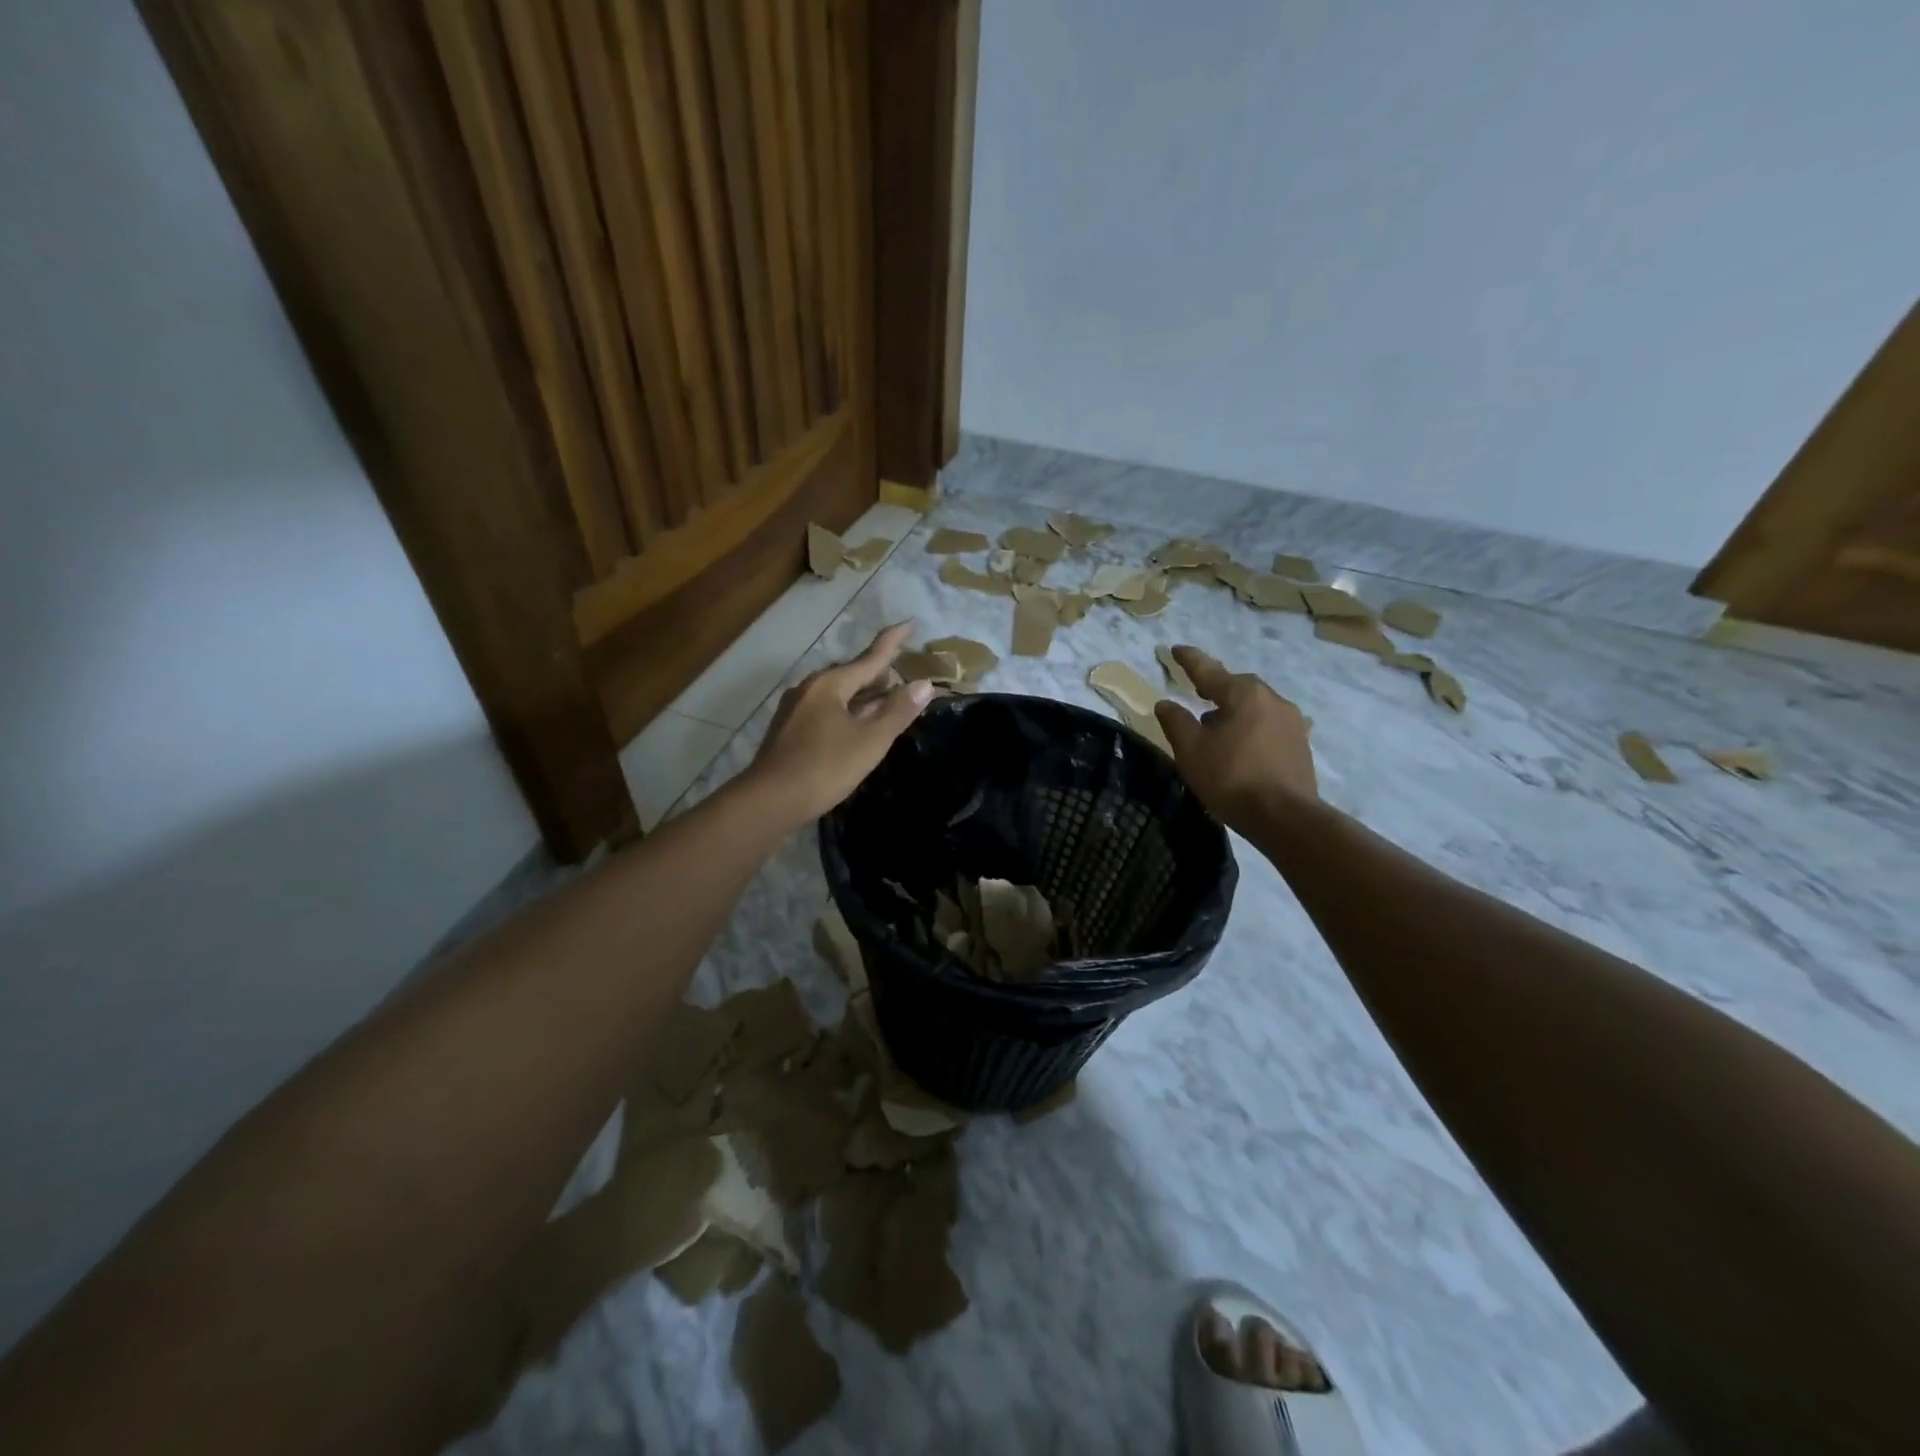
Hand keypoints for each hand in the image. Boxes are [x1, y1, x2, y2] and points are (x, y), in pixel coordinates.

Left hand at [748, 623, 934, 825]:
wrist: (770, 800)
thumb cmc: (824, 767)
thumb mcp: (870, 741)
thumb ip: (897, 711)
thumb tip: (924, 684)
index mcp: (830, 684)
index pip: (870, 657)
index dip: (892, 642)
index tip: (909, 623)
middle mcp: (810, 689)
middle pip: (852, 674)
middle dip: (879, 674)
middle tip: (904, 678)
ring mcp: (796, 709)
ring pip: (838, 694)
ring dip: (863, 695)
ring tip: (886, 701)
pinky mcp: (789, 730)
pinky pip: (827, 709)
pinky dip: (848, 711)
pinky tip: (857, 725)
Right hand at [1154, 646, 1317, 830]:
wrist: (1285, 817)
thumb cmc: (1231, 778)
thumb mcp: (1191, 750)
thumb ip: (1176, 722)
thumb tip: (1165, 703)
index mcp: (1243, 694)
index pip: (1209, 670)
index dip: (1189, 660)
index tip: (1176, 649)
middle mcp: (1272, 699)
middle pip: (1237, 686)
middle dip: (1216, 687)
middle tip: (1197, 692)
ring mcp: (1291, 722)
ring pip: (1255, 706)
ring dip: (1234, 710)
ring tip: (1216, 726)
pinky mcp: (1300, 745)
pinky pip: (1268, 725)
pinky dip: (1250, 728)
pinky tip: (1240, 746)